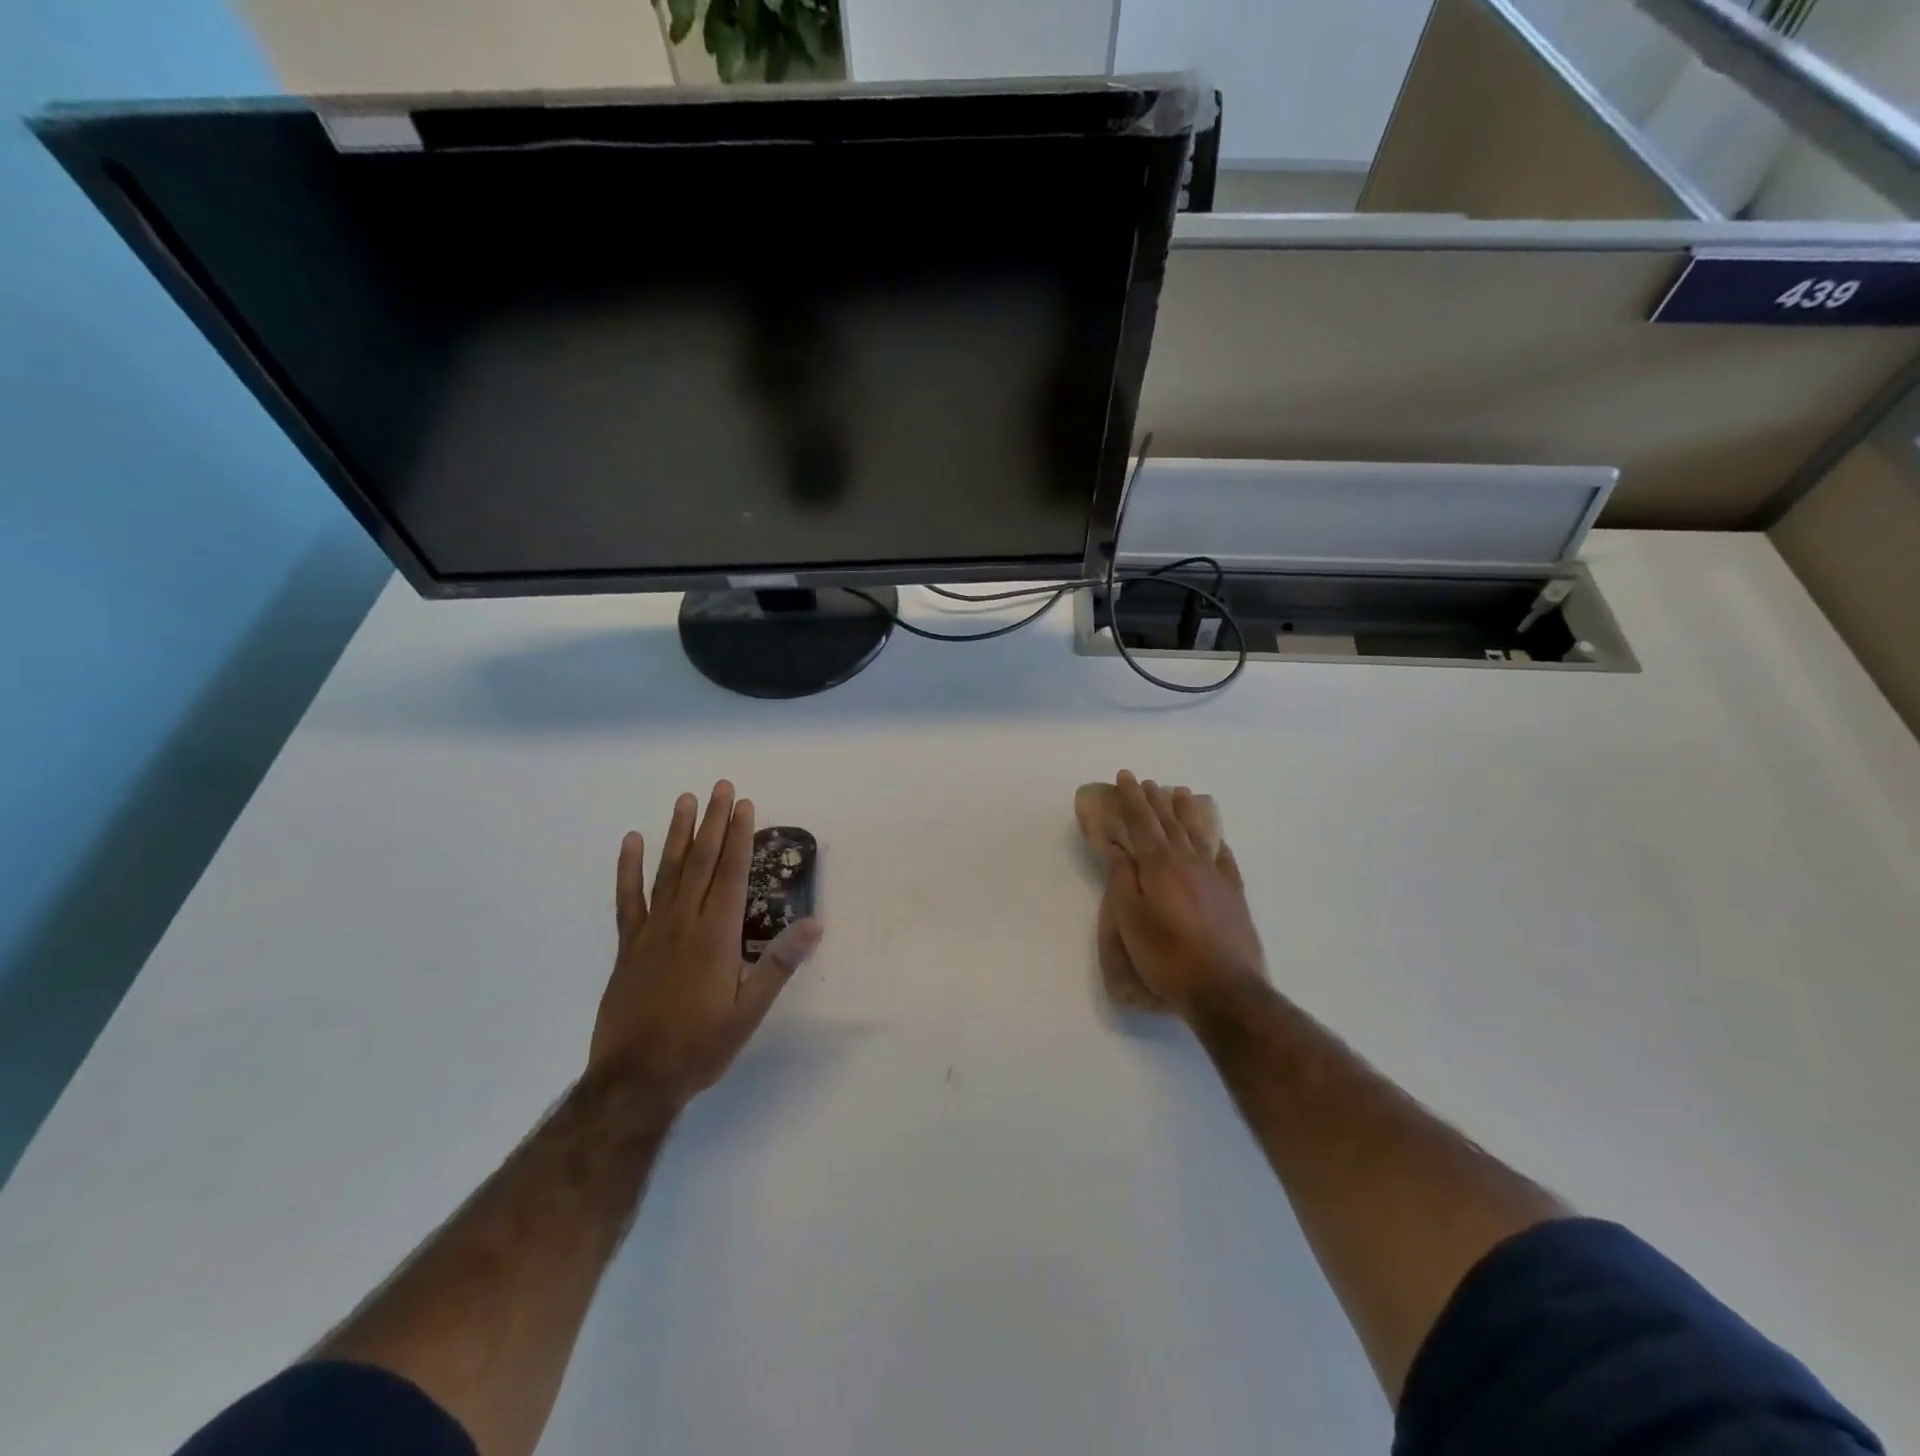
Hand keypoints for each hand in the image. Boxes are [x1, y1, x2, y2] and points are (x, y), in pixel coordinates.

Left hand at [589, 781, 821, 1101]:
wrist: (636, 1080)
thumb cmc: (701, 1045)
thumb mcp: (750, 1010)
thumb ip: (779, 963)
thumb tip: (815, 923)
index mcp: (717, 935)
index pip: (731, 873)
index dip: (739, 837)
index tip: (744, 805)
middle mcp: (685, 922)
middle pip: (702, 862)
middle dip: (713, 822)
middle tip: (721, 787)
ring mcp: (652, 931)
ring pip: (668, 871)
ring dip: (679, 834)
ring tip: (685, 800)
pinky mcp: (629, 946)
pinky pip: (628, 899)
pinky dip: (629, 869)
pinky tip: (631, 843)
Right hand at [1098, 772, 1265, 1018]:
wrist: (1223, 988)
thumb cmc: (1165, 955)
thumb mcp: (1129, 918)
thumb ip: (1122, 878)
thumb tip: (1118, 845)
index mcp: (1158, 864)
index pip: (1142, 821)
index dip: (1132, 798)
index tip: (1125, 775)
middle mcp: (1188, 861)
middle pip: (1169, 822)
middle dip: (1155, 800)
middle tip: (1147, 781)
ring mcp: (1215, 877)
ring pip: (1197, 834)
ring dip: (1186, 813)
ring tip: (1180, 793)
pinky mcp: (1234, 896)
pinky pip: (1224, 859)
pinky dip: (1216, 843)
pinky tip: (1215, 839)